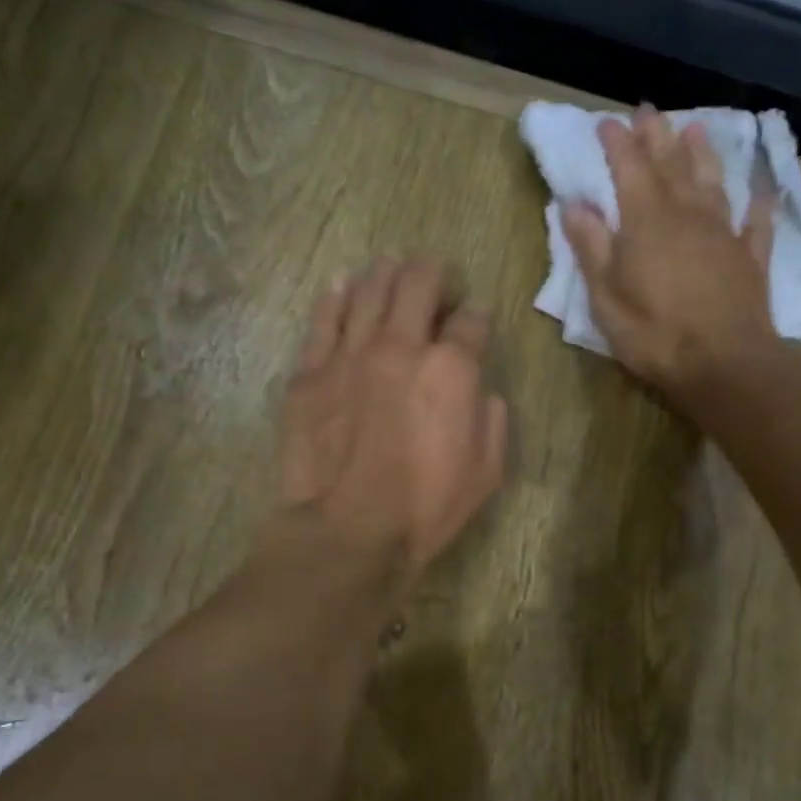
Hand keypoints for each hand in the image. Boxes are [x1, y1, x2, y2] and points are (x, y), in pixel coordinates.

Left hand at [277, 257, 507, 593]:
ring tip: (390, 268)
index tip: (473, 321)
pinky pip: (322, 320)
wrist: (349, 532)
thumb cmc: (426, 509)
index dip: (476, 315)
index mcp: (452, 369)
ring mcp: (349, 355)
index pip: (471, 320)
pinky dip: (335, 297)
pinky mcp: (310, 373)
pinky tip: (341, 286)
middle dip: (432, 273)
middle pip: (417, 283)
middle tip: (434, 278)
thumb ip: (491, 418)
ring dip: (385, 273)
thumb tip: (480, 389)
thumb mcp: (487, 472)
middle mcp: (401, 346)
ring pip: (368, 290)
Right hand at [562, 107, 780, 397]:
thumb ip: (591, 248)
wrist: (723, 364)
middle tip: (647, 111)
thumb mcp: (606, 297)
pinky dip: (758, 200)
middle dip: (656, 135)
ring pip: (712, 181)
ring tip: (695, 127)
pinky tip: (760, 187)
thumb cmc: (654, 334)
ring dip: (702, 153)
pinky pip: (756, 220)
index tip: (606, 122)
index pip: (628, 169)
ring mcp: (724, 233)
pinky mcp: (751, 257)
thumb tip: (574, 205)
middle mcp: (687, 214)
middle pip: (671, 165)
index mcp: (646, 222)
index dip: (616, 143)